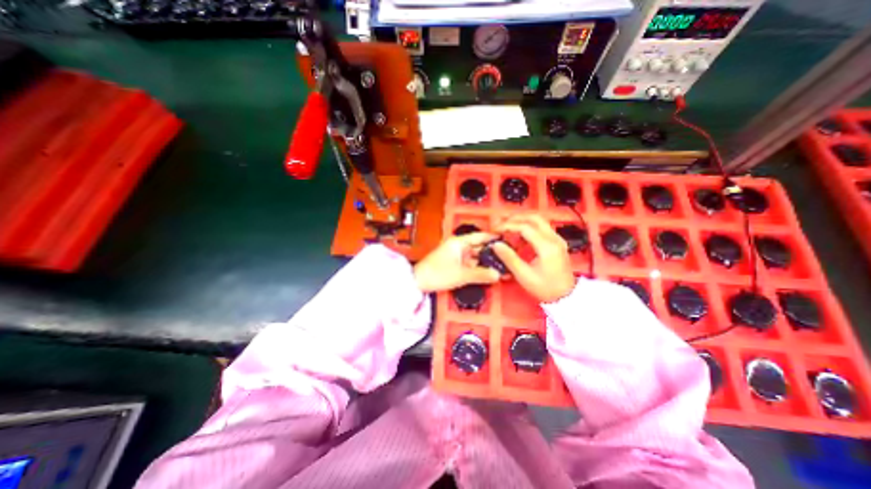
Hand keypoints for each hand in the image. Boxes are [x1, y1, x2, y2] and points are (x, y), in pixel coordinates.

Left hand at [415, 232, 502, 291]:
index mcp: (459, 242)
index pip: (480, 236)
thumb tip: (497, 275)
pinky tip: (488, 273)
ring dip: (486, 262)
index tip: (506, 240)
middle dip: (492, 253)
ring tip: (501, 267)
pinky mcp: (455, 264)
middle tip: (507, 257)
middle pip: (479, 247)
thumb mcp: (461, 275)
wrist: (418, 282)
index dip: (493, 238)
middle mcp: (458, 246)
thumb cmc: (435, 273)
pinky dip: (479, 268)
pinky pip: (470, 264)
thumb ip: (480, 274)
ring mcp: (456, 255)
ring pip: (476, 257)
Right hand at [493, 214, 576, 300]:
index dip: (508, 226)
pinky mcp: (557, 242)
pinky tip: (519, 237)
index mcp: (547, 247)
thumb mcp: (524, 275)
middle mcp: (554, 239)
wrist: (566, 297)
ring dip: (522, 221)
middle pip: (534, 218)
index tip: (496, 230)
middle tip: (501, 224)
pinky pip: (542, 228)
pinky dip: (529, 227)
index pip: (525, 227)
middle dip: (515, 218)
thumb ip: (509, 258)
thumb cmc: (545, 288)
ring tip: (508, 228)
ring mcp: (558, 239)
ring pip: (539, 220)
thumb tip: (496, 244)